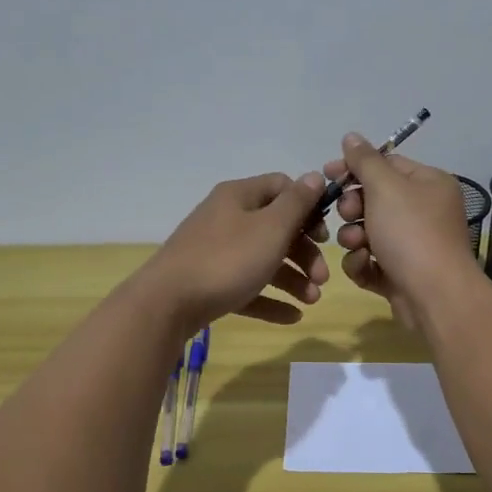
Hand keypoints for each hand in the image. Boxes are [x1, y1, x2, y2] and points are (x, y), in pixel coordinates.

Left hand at [140, 172, 330, 329]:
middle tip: (323, 278)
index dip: (308, 207)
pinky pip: (248, 287)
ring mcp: (215, 252)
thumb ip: (297, 203)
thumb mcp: (270, 228)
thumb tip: (315, 175)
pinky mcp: (209, 283)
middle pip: (276, 228)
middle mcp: (226, 218)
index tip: (325, 234)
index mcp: (239, 197)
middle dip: (305, 252)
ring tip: (311, 301)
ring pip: (264, 260)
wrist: (167, 303)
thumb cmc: (227, 259)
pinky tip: (292, 316)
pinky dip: (270, 299)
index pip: (282, 187)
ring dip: (293, 278)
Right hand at [326, 133, 478, 330]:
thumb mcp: (386, 187)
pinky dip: (362, 262)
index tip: (327, 174)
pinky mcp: (400, 274)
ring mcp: (412, 245)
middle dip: (353, 207)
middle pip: (374, 199)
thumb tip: (351, 136)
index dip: (355, 168)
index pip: (387, 165)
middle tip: (348, 213)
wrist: (434, 296)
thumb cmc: (411, 232)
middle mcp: (424, 211)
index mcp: (429, 184)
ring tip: (357, 244)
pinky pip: (370, 260)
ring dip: (354, 237)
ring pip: (367, 231)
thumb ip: (365, 160)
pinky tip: (364, 266)